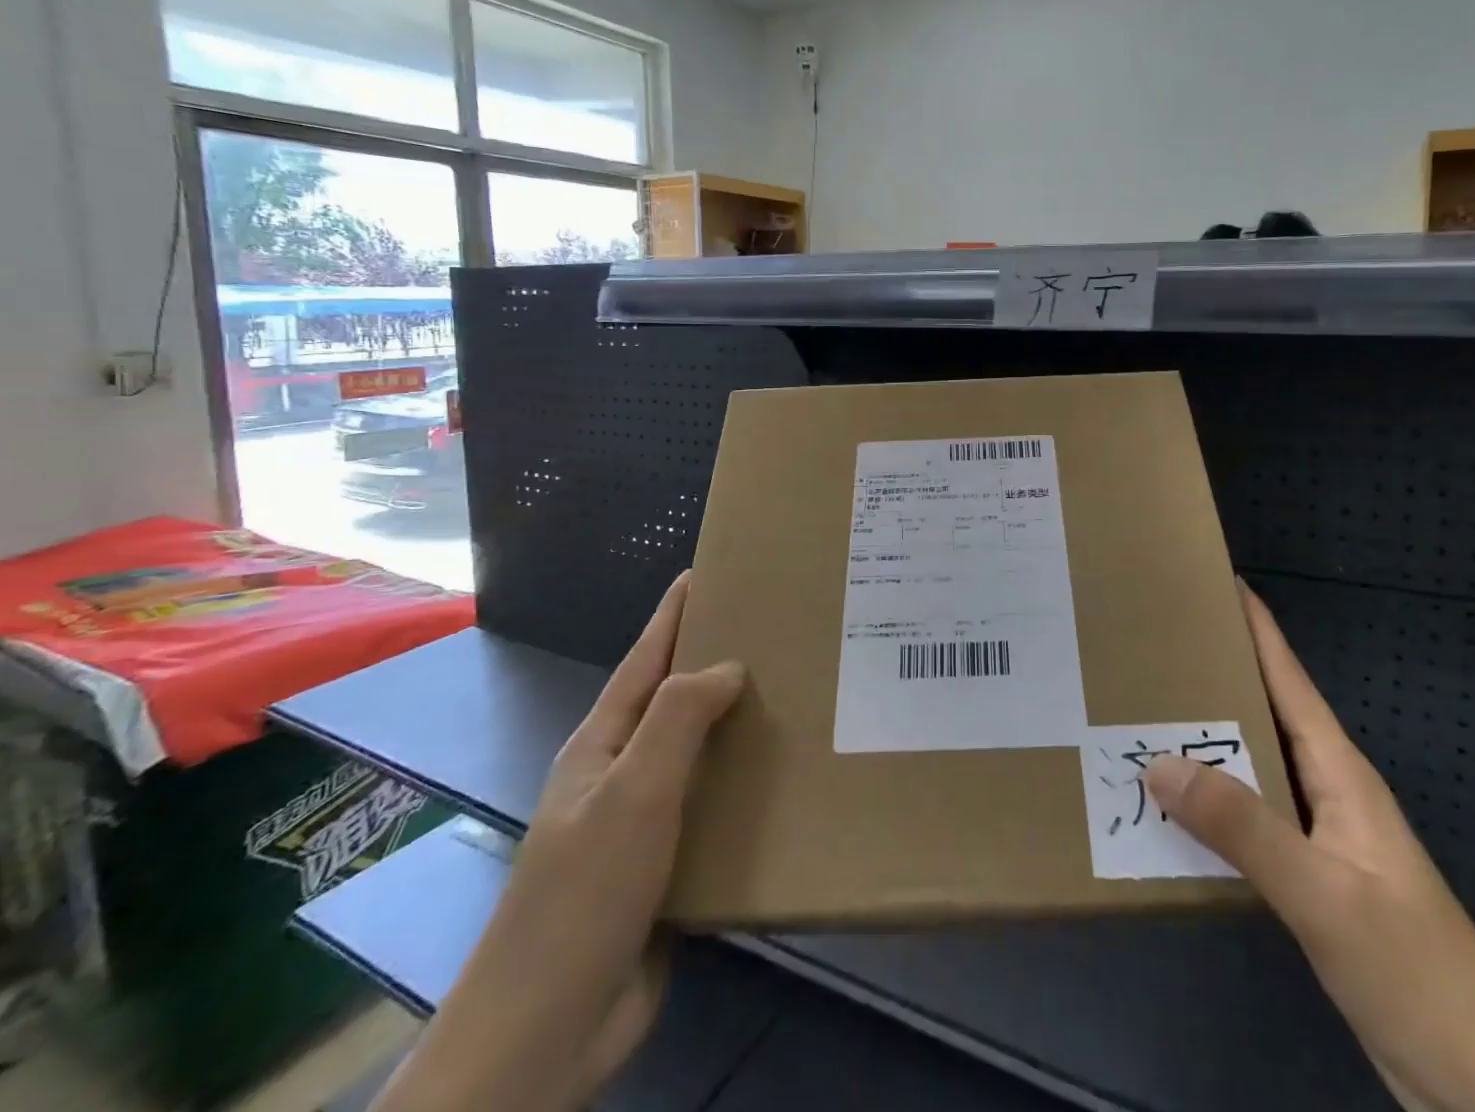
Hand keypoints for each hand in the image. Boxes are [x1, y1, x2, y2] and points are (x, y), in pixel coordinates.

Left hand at [373, 572, 744, 1111]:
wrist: (548, 1030)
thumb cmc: (584, 894)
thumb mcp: (632, 792)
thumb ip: (677, 719)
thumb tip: (729, 665)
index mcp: (605, 744)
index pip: (645, 659)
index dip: (674, 614)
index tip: (708, 572)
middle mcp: (625, 773)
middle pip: (676, 701)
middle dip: (717, 661)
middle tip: (777, 630)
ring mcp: (645, 822)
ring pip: (702, 754)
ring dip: (740, 724)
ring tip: (797, 694)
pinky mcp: (671, 866)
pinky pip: (716, 806)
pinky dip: (748, 783)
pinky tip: (787, 778)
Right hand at [1145, 581, 1474, 1111]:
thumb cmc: (1413, 967)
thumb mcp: (1322, 893)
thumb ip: (1242, 826)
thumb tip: (1160, 762)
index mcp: (1337, 770)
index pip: (1288, 678)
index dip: (1257, 626)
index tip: (1217, 581)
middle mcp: (1325, 787)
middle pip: (1262, 711)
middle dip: (1215, 673)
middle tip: (1152, 645)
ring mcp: (1317, 832)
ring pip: (1250, 763)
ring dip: (1205, 738)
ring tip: (1144, 713)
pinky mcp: (1307, 874)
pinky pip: (1246, 815)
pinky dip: (1209, 799)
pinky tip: (1173, 804)